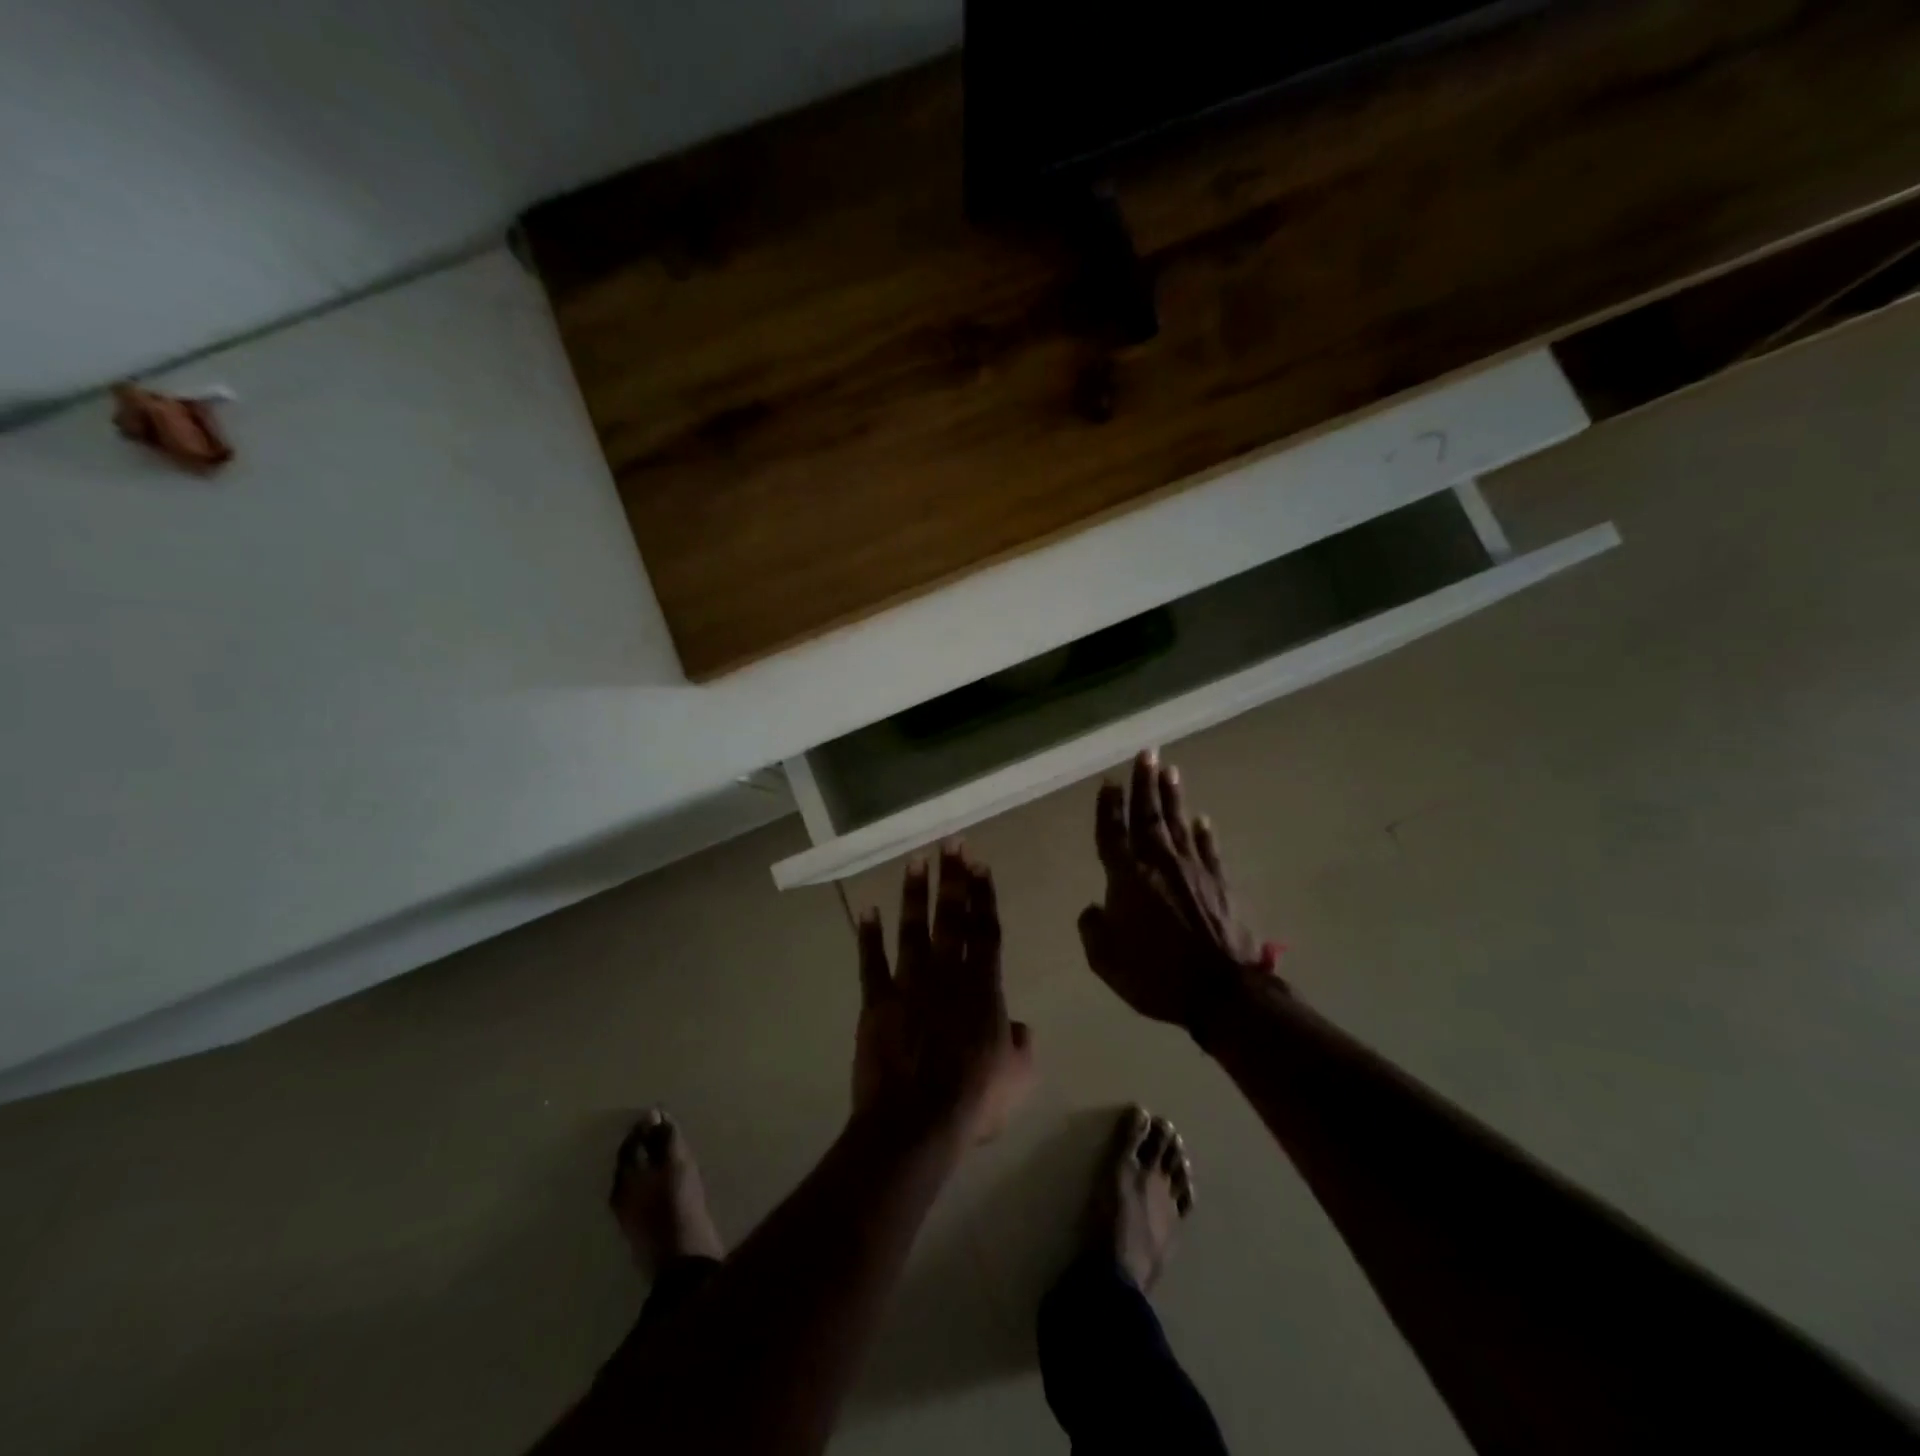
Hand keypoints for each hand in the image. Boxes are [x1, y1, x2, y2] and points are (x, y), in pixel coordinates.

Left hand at [854, 845, 1035, 1143]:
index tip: (979, 863)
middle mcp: (947, 974)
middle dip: (953, 877)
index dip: (983, 895)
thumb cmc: (974, 1100)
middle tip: (951, 841)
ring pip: (913, 929)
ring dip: (914, 893)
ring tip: (915, 860)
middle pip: (951, 917)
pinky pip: (872, 962)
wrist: (916, 1122)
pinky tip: (867, 908)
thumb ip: (1022, 1045)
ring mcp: (909, 984)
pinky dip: (869, 936)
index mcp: (983, 987)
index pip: (986, 930)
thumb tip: (1020, 1026)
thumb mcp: (1018, 1077)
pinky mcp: (877, 1001)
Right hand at [1077, 749, 1282, 1031]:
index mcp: (1126, 878)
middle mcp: (1159, 864)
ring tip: (1170, 770)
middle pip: (1148, 815)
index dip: (1108, 806)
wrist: (1221, 991)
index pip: (1112, 833)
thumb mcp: (1106, 961)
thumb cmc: (1156, 975)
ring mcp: (1193, 870)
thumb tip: (1093, 907)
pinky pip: (1208, 849)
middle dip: (1144, 783)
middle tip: (1146, 752)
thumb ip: (1093, 929)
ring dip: (1172, 796)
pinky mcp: (1220, 883)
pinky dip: (1203, 832)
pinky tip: (1201, 819)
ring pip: (1178, 823)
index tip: (1108, 781)